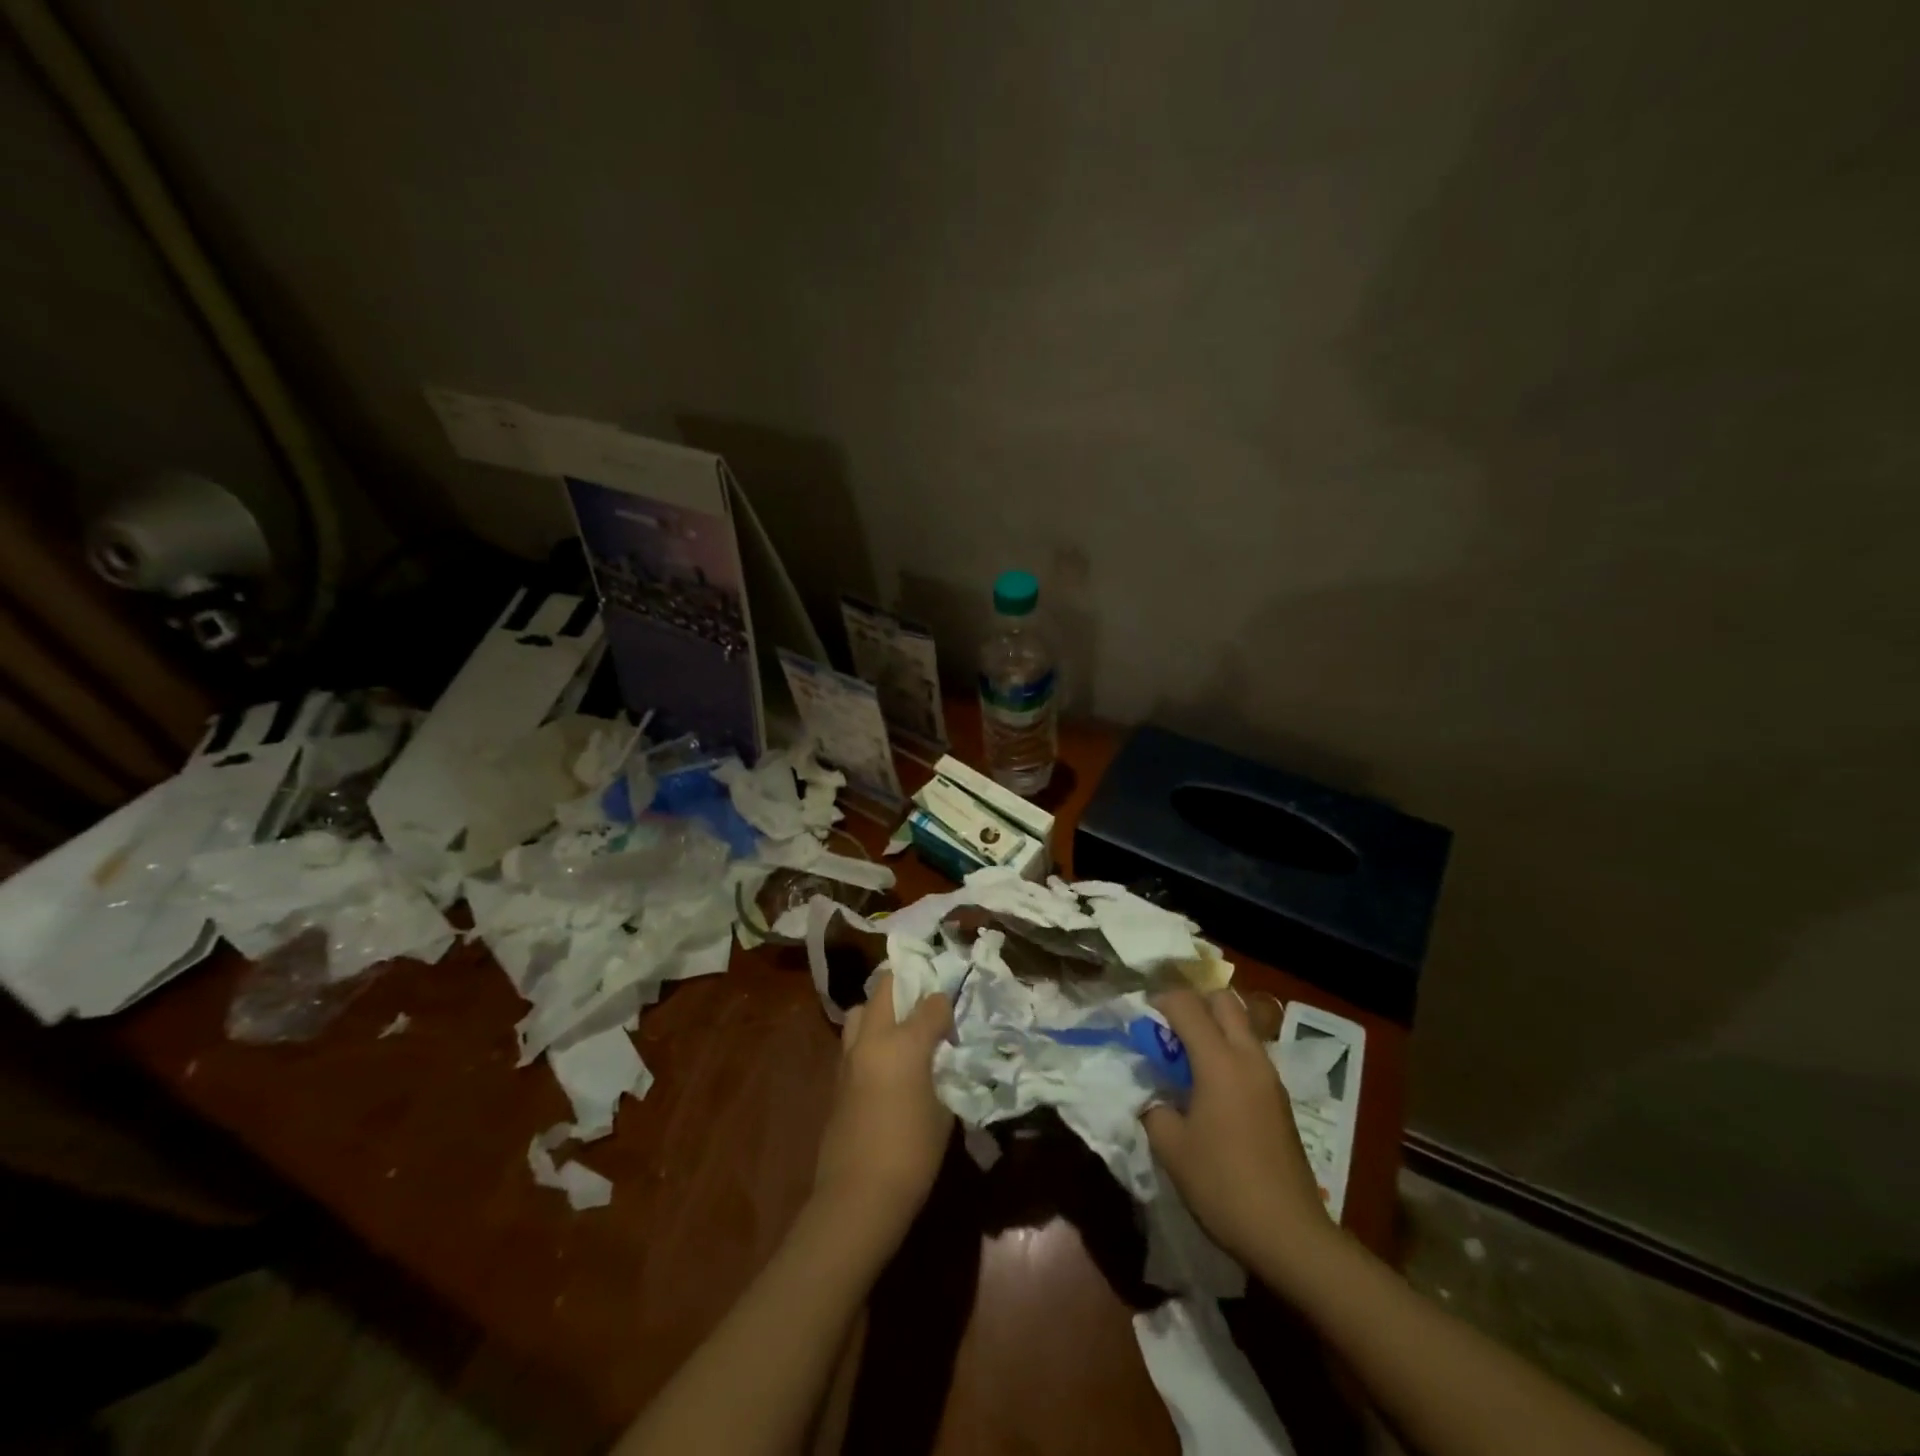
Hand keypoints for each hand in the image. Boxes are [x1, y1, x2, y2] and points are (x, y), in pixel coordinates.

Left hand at [813, 972, 953, 1243]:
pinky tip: (883, 1064)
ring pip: (859, 1011)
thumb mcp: (944, 1112)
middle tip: (923, 1005)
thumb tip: (938, 1065)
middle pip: (884, 989)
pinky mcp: (836, 1078)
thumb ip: (942, 1076)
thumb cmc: (912, 1153)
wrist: (858, 1195)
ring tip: (898, 1032)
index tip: (953, 1023)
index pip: (931, 1003)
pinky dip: (867, 1040)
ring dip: (878, 1011)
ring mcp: (849, 1057)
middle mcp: (873, 1039)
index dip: (945, 1007)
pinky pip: (852, 1042)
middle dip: (905, 988)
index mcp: (905, 1043)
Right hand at [1143, 988, 1333, 1277]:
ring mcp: (1270, 1077)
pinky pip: (1250, 1053)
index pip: (1187, 1004)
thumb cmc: (1224, 1186)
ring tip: (1186, 1059)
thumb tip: (1152, 1093)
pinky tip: (1211, 1088)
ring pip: (1241, 1025)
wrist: (1290, 1236)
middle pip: (1223, 1000)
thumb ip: (1154, 1107)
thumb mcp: (1171, 1148)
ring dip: (1213, 1027)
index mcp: (1219, 1061)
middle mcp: (1249, 1057)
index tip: (1140, 1019)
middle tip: (1168, 1030)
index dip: (1159, 1001)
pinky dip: (1228, 1051)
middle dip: (1193, 1003)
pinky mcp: (1280, 1099)